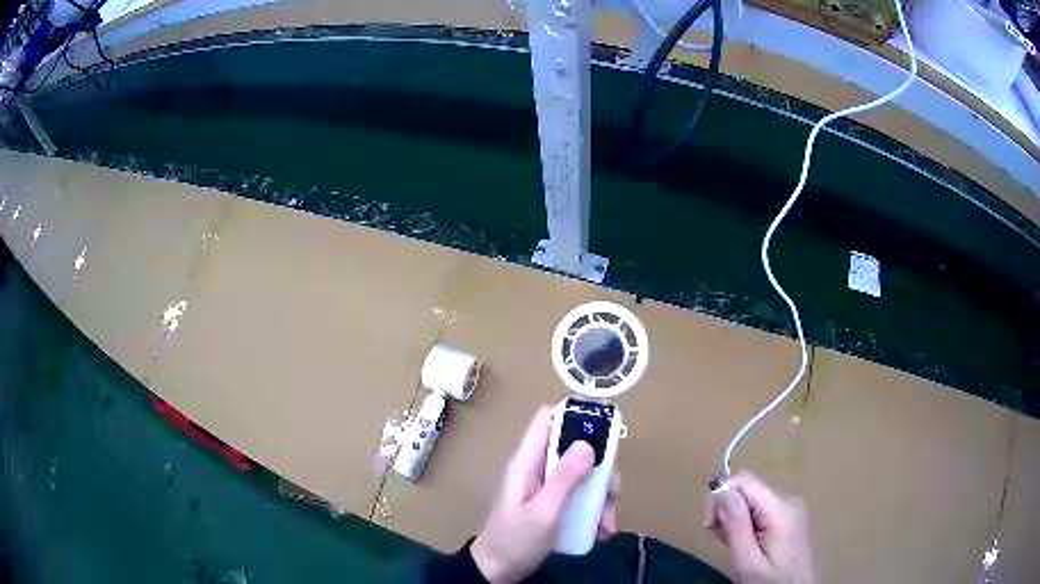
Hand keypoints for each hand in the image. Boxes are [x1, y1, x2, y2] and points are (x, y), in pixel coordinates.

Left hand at [471, 405, 619, 582]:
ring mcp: (548, 486)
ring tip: (608, 523)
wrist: (499, 571)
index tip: (605, 424)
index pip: (547, 419)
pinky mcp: (556, 503)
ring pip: (585, 474)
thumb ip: (564, 479)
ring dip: (603, 496)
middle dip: (601, 469)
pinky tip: (602, 530)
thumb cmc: (515, 540)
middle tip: (612, 494)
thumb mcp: (543, 512)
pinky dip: (596, 510)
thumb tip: (588, 443)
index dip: (575, 413)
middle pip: (577, 449)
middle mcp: (539, 468)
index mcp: (527, 462)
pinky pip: (583, 495)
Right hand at [706, 472, 815, 583]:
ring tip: (734, 546)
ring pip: (755, 500)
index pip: (744, 480)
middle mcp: (790, 500)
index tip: (711, 526)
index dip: (722, 497)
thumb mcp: (747, 561)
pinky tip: (748, 544)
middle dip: (728, 511)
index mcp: (781, 509)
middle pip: (750, 490)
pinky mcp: (793, 518)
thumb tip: (722, 490)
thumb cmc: (770, 582)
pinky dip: (749, 523)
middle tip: (721, 540)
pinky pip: (764, 509)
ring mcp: (794, 509)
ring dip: (737, 519)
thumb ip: (736, 525)